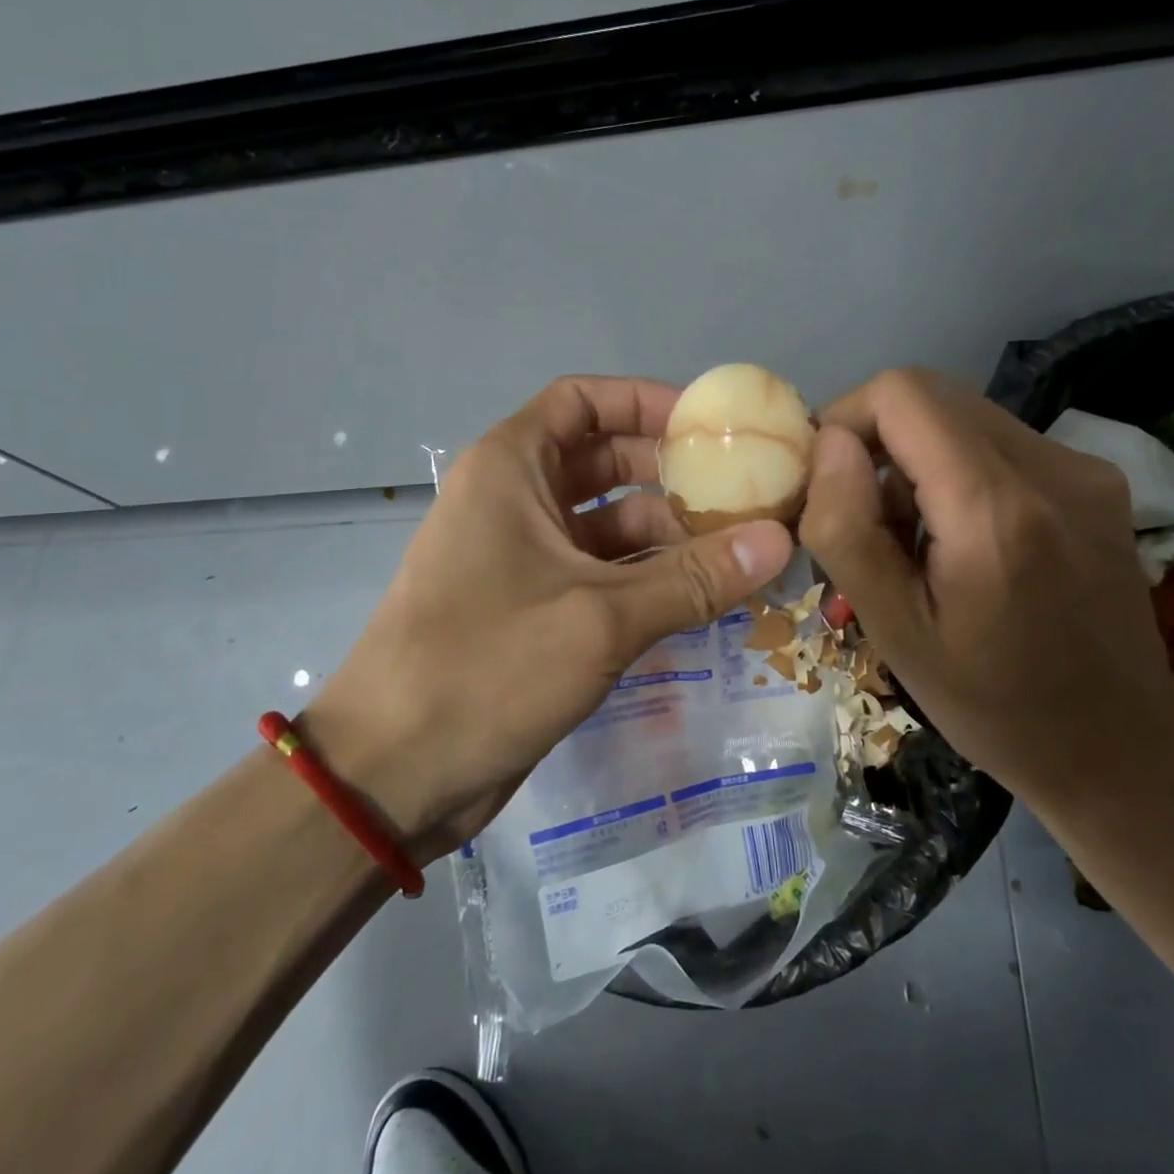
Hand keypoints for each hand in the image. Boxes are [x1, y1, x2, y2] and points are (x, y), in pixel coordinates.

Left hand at [304, 376, 793, 858]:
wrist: (393, 772)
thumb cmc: (487, 667)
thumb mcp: (600, 618)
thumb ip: (694, 578)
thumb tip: (781, 539)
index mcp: (510, 469)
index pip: (583, 401)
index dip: (647, 402)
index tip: (712, 427)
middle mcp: (515, 501)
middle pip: (605, 461)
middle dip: (673, 475)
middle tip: (747, 495)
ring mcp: (524, 558)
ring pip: (609, 525)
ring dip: (670, 535)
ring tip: (743, 552)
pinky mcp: (535, 609)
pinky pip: (603, 575)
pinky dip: (649, 579)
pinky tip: (705, 597)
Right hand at [799, 368, 1173, 804]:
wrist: (1120, 746)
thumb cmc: (992, 704)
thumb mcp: (894, 632)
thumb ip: (847, 530)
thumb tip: (830, 444)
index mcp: (994, 510)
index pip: (902, 393)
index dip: (847, 419)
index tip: (828, 480)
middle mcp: (1051, 467)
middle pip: (932, 394)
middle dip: (877, 438)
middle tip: (863, 515)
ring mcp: (1084, 468)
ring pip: (964, 414)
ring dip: (916, 456)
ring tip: (914, 536)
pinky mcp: (1097, 479)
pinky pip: (1000, 441)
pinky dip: (957, 468)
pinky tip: (961, 536)